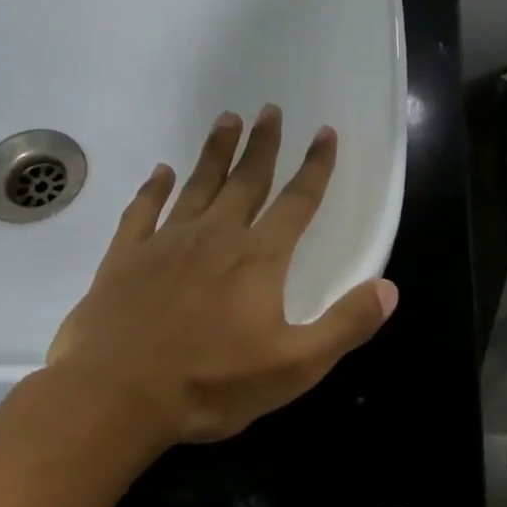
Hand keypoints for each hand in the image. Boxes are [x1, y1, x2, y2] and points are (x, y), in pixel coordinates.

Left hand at [44, 106, 397, 447]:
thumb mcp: (295, 366)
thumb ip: (345, 325)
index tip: (326, 133)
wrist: (118, 397)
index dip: (316, 167)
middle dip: (263, 145)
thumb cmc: (212, 384)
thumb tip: (388, 288)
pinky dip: (153, 189)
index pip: (297, 202)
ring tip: (227, 118)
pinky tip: (160, 173)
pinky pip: (142, 212)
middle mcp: (215, 237)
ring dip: (215, 152)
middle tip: (270, 109)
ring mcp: (166, 243)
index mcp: (258, 259)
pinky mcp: (125, 259)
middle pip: (246, 181)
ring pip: (197, 185)